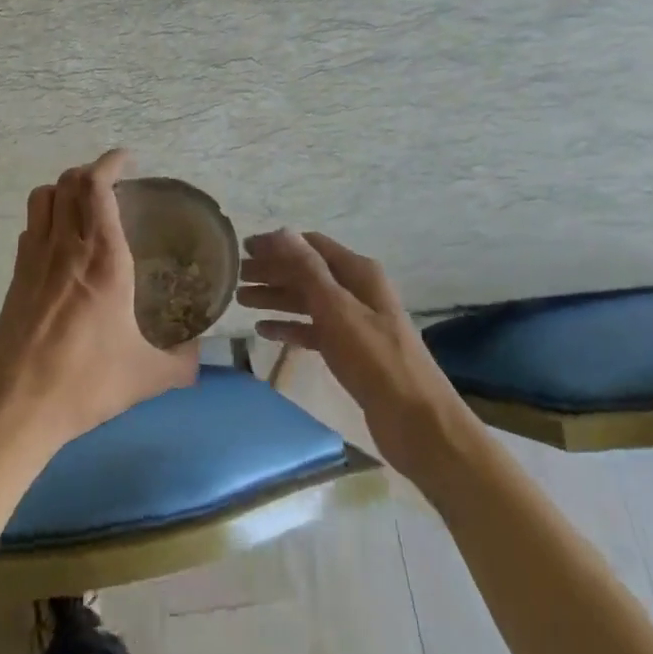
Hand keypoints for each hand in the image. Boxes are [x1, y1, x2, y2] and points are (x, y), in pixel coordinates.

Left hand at [0, 150, 198, 455]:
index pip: (98, 188)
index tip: (127, 159)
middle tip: (113, 181)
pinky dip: (47, 216)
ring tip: (85, 201)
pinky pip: (31, 226)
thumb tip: (199, 354)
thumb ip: (181, 362)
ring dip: (64, 187)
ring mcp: (35, 258)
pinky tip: (61, 241)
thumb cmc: (84, 383)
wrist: (15, 406)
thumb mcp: (146, 376)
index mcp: (103, 259)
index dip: (111, 163)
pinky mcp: (16, 276)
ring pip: (43, 197)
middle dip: (90, 170)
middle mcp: (66, 247)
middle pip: (68, 182)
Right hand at [238, 229, 464, 469]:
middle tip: (235, 277)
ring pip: (307, 300)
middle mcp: (356, 290)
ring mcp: (354, 321)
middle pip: (307, 272)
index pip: (311, 245)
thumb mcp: (337, 309)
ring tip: (241, 300)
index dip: (278, 244)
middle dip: (272, 271)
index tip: (243, 249)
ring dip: (276, 297)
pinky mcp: (350, 351)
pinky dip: (290, 327)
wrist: (417, 421)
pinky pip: (313, 330)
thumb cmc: (375, 359)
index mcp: (358, 272)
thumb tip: (281, 232)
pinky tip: (264, 331)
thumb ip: (307, 270)